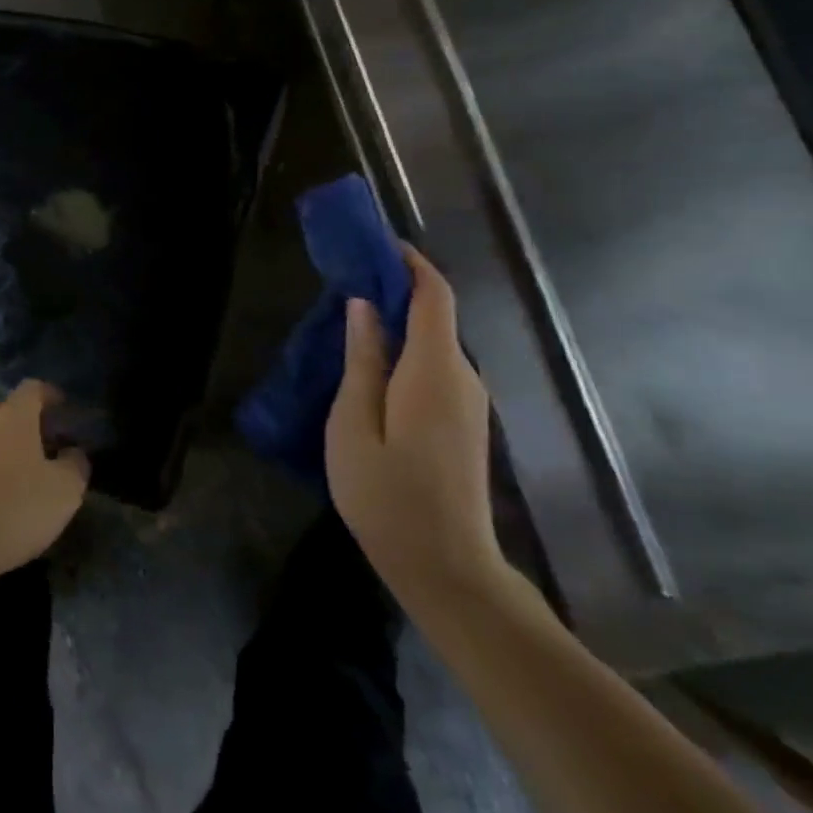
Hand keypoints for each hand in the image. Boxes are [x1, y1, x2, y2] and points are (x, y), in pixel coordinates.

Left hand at [0, 380, 88, 582]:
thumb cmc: (14, 508)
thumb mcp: (64, 491)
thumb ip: (75, 465)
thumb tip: (72, 453)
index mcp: (12, 415)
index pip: (33, 388)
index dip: (50, 395)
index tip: (63, 408)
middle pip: (5, 410)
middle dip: (25, 423)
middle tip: (44, 446)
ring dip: (1, 449)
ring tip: (19, 476)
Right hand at [325, 246, 504, 616]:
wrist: (446, 568)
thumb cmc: (387, 497)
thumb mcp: (353, 425)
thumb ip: (362, 360)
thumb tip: (365, 305)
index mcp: (434, 370)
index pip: (433, 295)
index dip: (409, 263)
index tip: (375, 244)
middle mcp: (462, 376)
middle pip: (435, 315)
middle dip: (395, 290)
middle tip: (343, 287)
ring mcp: (469, 400)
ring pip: (434, 342)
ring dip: (398, 323)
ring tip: (349, 325)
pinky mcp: (465, 420)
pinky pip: (436, 367)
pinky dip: (407, 351)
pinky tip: (372, 368)